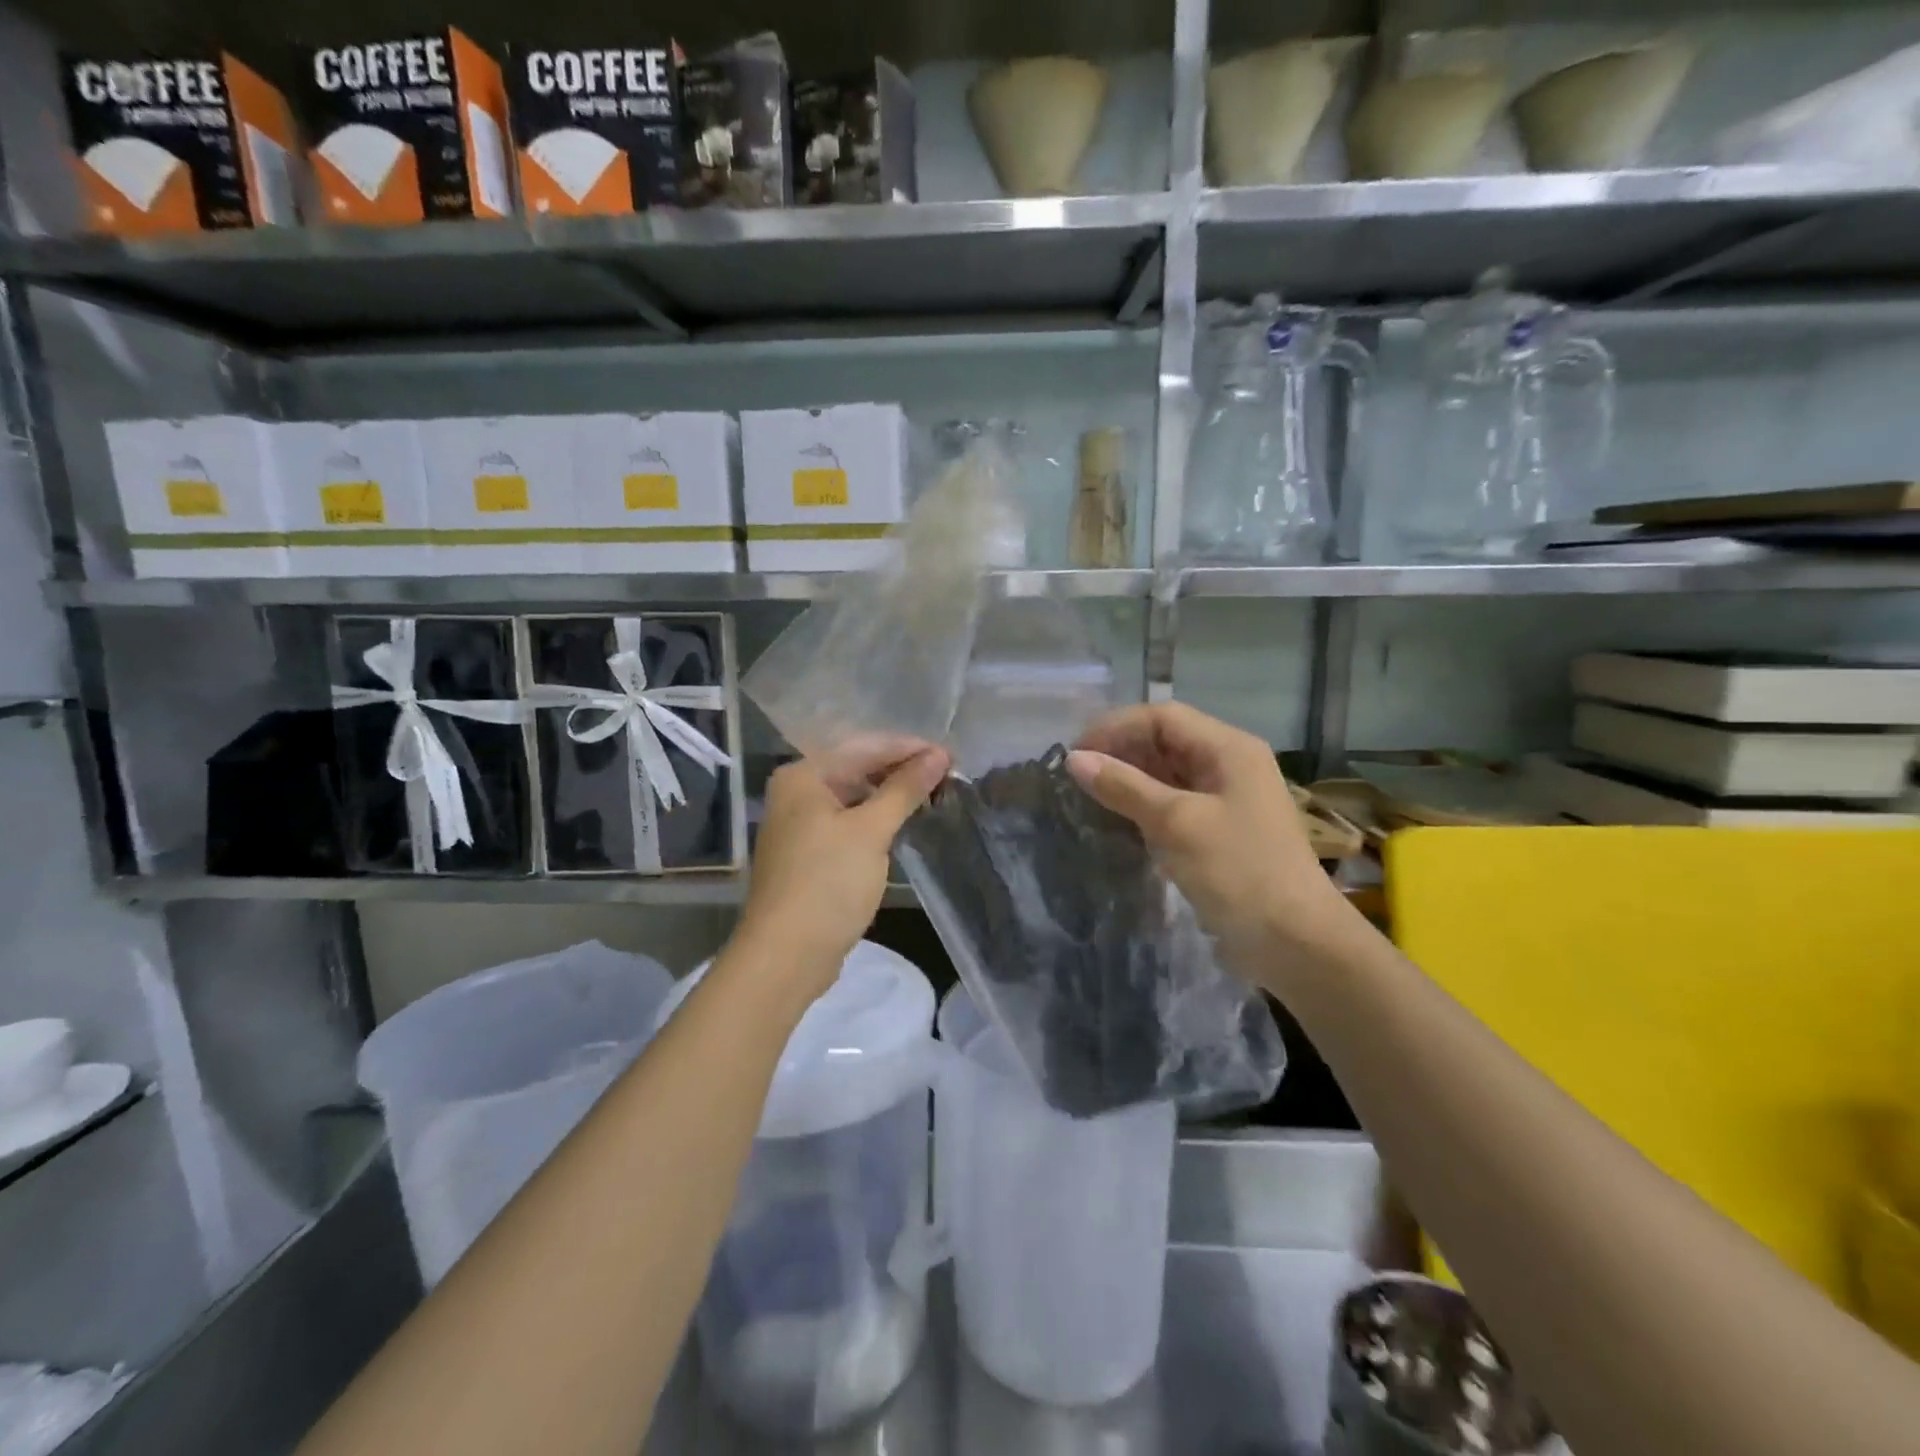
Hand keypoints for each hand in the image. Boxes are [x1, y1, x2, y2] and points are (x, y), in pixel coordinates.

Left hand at [734, 743, 949, 998]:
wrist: (786, 955)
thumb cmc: (827, 883)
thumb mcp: (871, 831)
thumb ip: (905, 789)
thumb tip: (939, 755)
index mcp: (803, 775)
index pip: (865, 747)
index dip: (910, 748)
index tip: (952, 755)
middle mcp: (797, 792)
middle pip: (858, 768)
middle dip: (902, 771)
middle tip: (948, 775)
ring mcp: (801, 824)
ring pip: (855, 797)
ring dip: (892, 796)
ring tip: (934, 795)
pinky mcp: (810, 852)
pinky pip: (850, 822)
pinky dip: (877, 820)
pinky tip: (904, 822)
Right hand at [1066, 703, 1355, 980]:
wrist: (1295, 943)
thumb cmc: (1238, 872)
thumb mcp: (1176, 823)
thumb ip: (1124, 786)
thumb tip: (1074, 759)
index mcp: (1229, 749)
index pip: (1163, 718)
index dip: (1116, 728)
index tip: (1075, 754)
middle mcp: (1229, 765)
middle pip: (1166, 742)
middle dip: (1120, 752)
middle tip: (1077, 777)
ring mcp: (1226, 800)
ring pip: (1167, 774)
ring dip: (1129, 780)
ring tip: (1088, 796)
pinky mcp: (1219, 831)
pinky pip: (1174, 804)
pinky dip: (1144, 806)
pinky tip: (1117, 820)